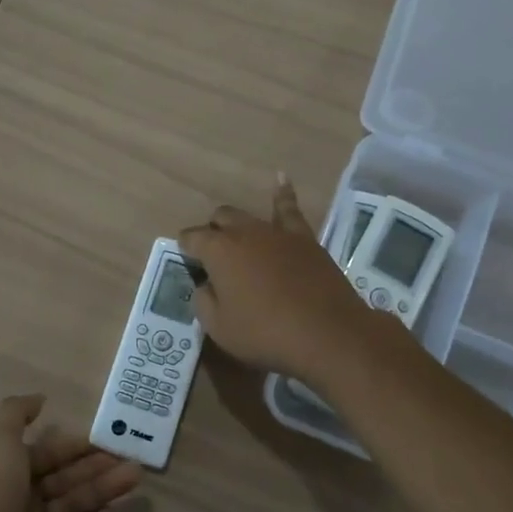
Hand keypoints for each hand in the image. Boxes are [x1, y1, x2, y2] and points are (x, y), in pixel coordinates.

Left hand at [0, 396, 139, 511]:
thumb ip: (16, 415)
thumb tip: (40, 398)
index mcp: (3, 469)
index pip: (46, 451)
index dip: (76, 444)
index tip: (109, 437)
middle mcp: (15, 499)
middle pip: (63, 477)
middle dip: (96, 466)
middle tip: (133, 458)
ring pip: (72, 506)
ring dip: (102, 491)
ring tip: (135, 479)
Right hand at [178, 177, 393, 387]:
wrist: (326, 332)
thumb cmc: (265, 333)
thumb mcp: (219, 328)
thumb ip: (204, 301)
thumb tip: (206, 285)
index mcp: (218, 250)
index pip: (192, 238)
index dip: (186, 248)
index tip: (187, 260)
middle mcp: (244, 232)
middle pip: (220, 220)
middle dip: (212, 232)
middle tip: (214, 256)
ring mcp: (276, 232)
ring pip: (249, 216)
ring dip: (238, 224)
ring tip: (235, 232)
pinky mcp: (304, 238)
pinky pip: (290, 209)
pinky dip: (283, 193)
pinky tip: (281, 178)